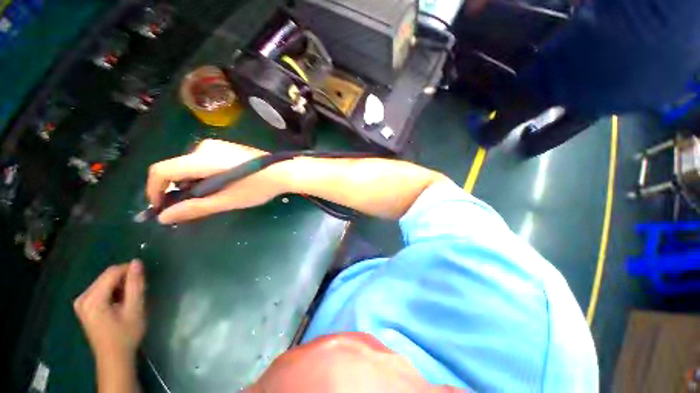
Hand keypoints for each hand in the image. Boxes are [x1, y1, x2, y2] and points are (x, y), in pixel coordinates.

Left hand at [74, 260, 145, 361]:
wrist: (114, 357)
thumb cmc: (126, 334)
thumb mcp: (135, 308)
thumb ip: (135, 284)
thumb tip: (137, 262)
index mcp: (92, 298)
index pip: (112, 272)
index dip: (130, 270)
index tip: (144, 277)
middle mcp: (82, 297)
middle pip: (107, 276)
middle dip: (125, 279)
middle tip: (139, 291)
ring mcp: (81, 302)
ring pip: (104, 282)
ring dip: (120, 286)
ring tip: (131, 298)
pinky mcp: (83, 306)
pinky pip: (100, 289)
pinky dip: (113, 292)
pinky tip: (120, 303)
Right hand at [146, 139, 290, 223]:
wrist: (284, 171)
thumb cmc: (258, 186)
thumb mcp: (226, 200)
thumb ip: (195, 207)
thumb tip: (164, 217)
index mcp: (200, 158)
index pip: (161, 171)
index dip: (154, 190)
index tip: (160, 208)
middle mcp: (204, 147)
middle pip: (177, 169)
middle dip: (178, 190)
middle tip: (191, 208)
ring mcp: (217, 146)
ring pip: (191, 166)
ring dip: (193, 184)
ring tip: (210, 198)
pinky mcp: (227, 148)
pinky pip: (204, 162)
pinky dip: (204, 177)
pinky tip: (220, 186)